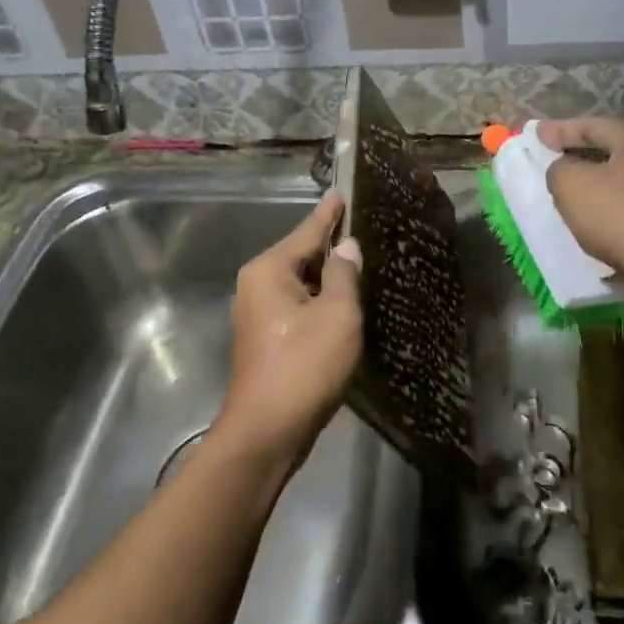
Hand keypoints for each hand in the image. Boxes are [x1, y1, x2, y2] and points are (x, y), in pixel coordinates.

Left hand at [215, 190, 362, 471]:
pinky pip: (299, 305)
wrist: (266, 433)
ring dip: (330, 277)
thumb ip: (344, 275)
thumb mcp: (337, 315)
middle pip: (302, 256)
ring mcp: (259, 313)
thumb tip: (346, 248)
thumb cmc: (304, 366)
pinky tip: (345, 302)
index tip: (341, 191)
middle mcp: (257, 285)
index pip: (307, 231)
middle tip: (366, 230)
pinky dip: (321, 301)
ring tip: (363, 261)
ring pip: (302, 283)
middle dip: (333, 246)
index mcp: (269, 270)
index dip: (329, 213)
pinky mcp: (267, 338)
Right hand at [536, 118, 623, 284]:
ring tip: (566, 194)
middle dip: (580, 156)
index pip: (592, 126)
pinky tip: (589, 222)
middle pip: (611, 152)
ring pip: (620, 183)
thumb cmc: (618, 213)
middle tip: (552, 159)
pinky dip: (607, 211)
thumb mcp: (570, 183)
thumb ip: (559, 169)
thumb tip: (566, 171)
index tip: (536, 133)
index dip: (560, 130)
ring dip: (594, 187)